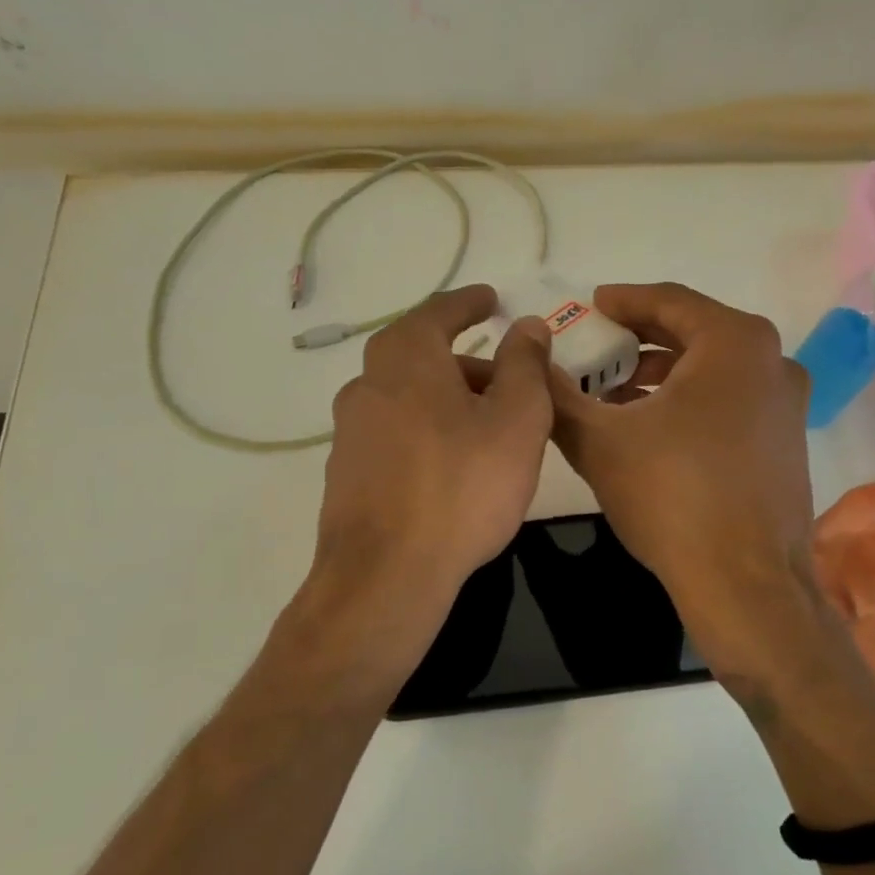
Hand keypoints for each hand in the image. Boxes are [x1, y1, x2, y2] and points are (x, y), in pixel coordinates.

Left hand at [306, 286, 552, 676]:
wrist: (386, 575)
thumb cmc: (462, 486)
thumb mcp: (517, 419)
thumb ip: (524, 364)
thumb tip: (527, 324)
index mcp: (407, 359)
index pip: (439, 313)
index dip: (469, 303)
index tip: (490, 299)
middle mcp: (368, 384)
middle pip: (420, 355)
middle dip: (464, 359)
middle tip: (504, 372)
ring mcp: (351, 431)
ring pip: (407, 396)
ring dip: (446, 397)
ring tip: (488, 425)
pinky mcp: (347, 473)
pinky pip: (395, 432)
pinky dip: (427, 430)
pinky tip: (452, 463)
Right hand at [547, 283, 817, 669]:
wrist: (746, 586)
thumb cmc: (673, 497)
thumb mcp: (599, 441)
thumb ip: (557, 394)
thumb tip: (530, 362)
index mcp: (734, 343)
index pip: (669, 301)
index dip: (623, 300)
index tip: (591, 304)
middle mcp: (772, 361)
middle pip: (694, 332)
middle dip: (639, 339)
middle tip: (596, 347)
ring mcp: (787, 404)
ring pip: (713, 369)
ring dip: (662, 374)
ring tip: (614, 393)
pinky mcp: (787, 441)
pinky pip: (731, 400)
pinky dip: (690, 400)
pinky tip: (652, 427)